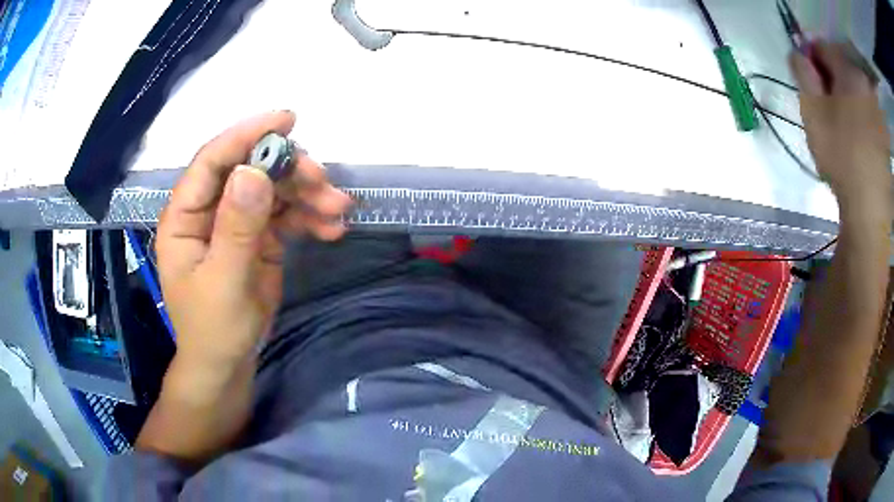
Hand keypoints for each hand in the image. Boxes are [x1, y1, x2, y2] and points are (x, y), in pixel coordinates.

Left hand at [156, 111, 351, 368]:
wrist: (228, 364)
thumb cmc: (213, 329)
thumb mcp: (224, 282)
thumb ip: (236, 228)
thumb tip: (253, 172)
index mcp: (186, 216)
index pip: (212, 161)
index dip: (245, 135)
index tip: (286, 120)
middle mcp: (210, 211)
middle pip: (250, 171)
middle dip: (289, 171)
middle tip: (324, 181)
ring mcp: (236, 223)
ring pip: (273, 190)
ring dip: (307, 195)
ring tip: (339, 209)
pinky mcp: (259, 238)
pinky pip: (286, 215)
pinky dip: (310, 218)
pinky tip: (332, 228)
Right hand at [790, 42, 891, 214]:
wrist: (870, 209)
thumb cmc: (841, 156)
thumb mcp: (811, 110)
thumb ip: (801, 73)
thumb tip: (798, 54)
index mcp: (849, 71)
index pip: (823, 47)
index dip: (812, 60)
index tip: (810, 83)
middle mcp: (865, 82)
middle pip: (842, 67)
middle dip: (832, 80)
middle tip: (828, 109)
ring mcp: (877, 109)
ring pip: (856, 89)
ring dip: (847, 98)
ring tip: (844, 127)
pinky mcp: (884, 132)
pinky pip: (868, 110)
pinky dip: (860, 116)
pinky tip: (858, 139)